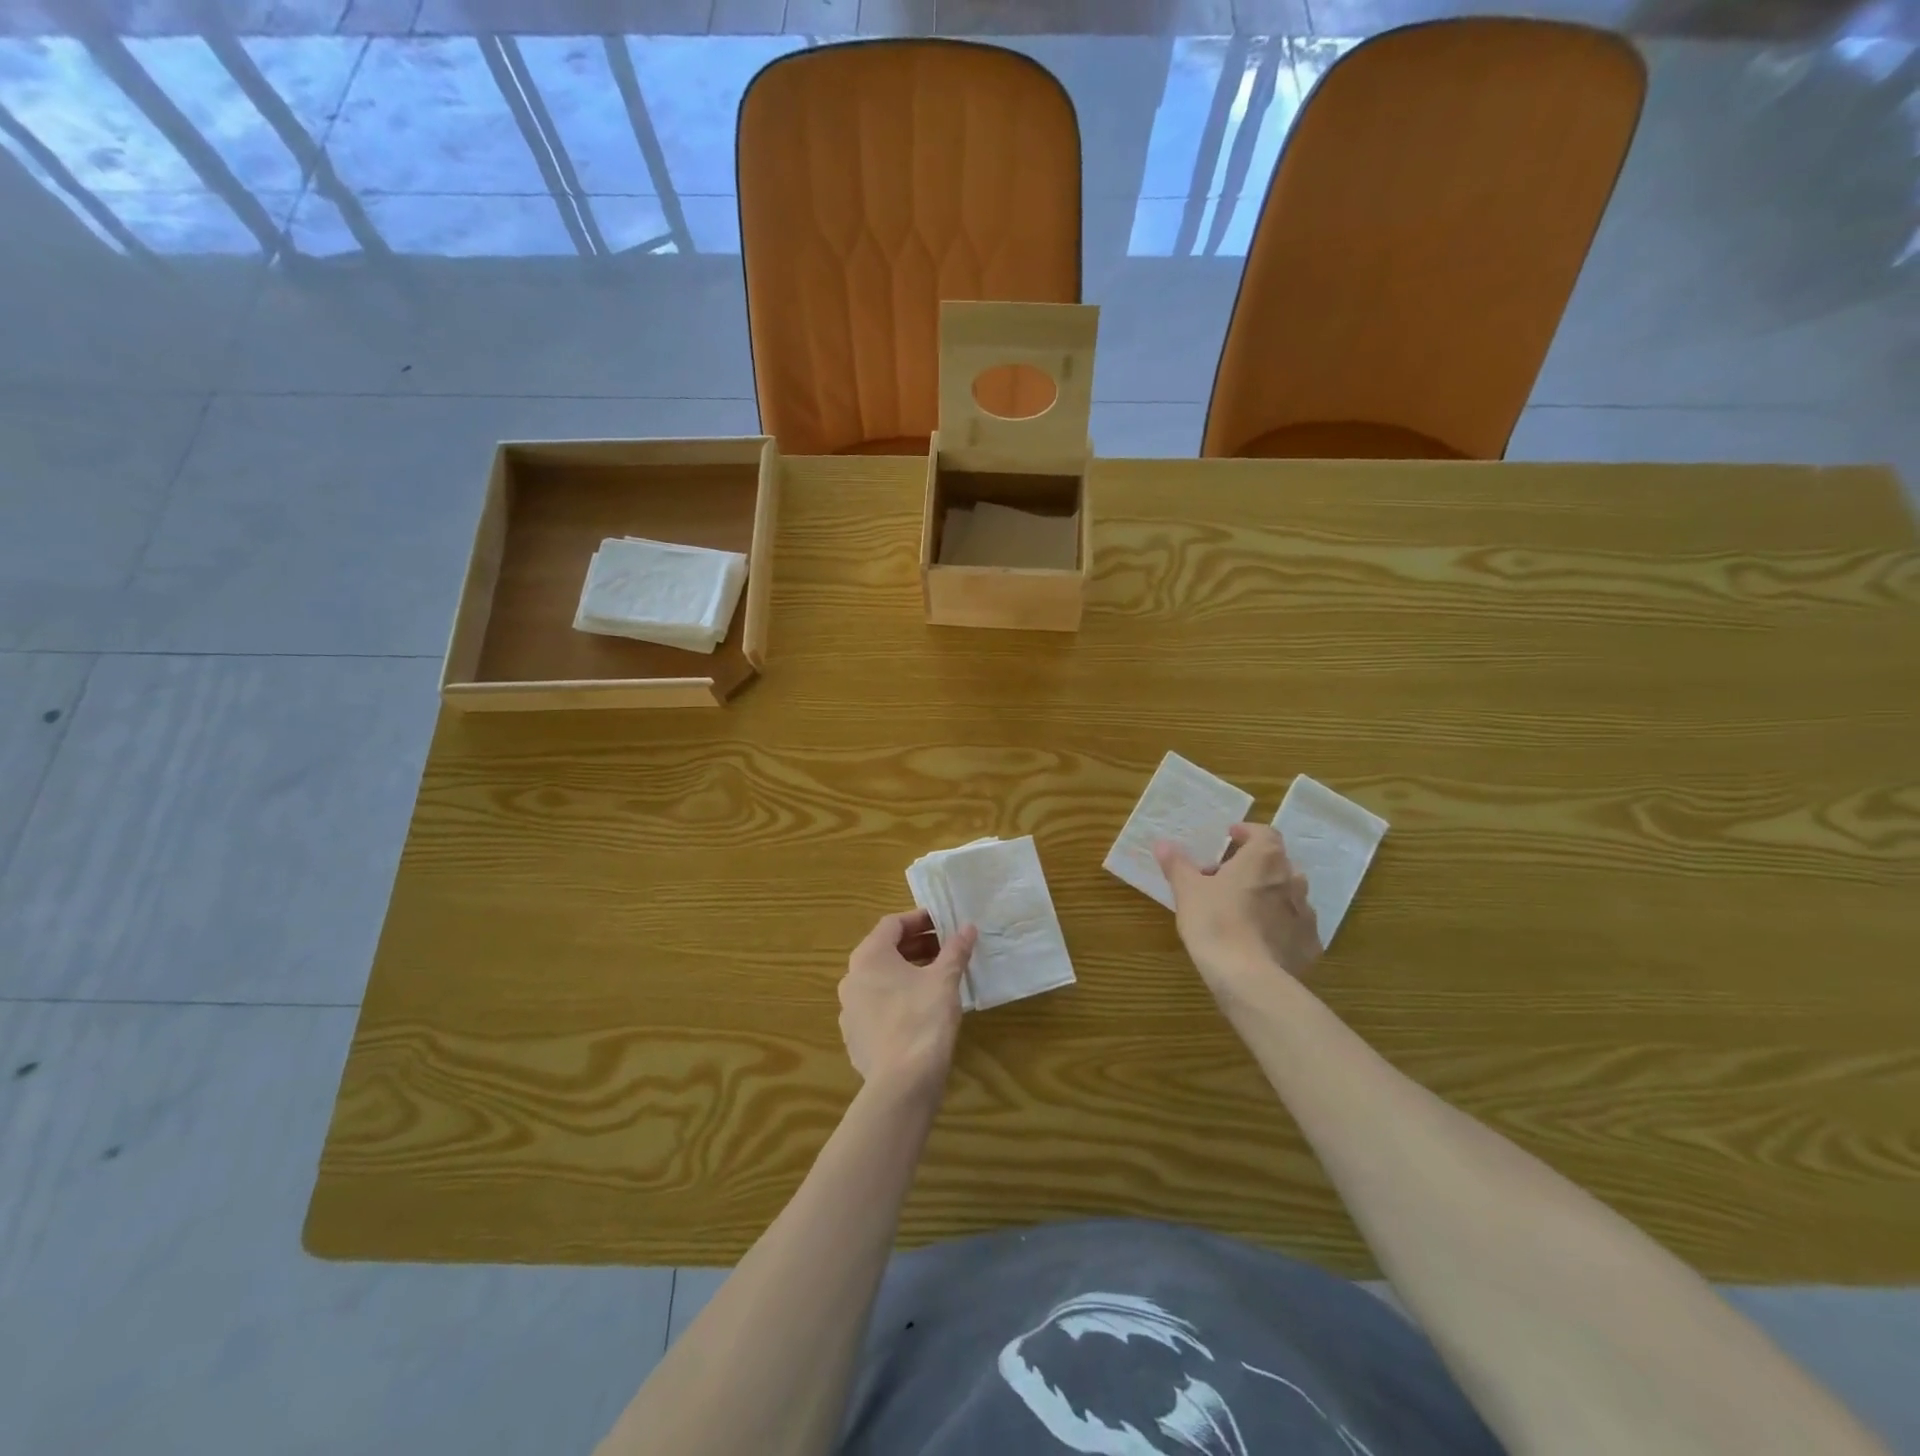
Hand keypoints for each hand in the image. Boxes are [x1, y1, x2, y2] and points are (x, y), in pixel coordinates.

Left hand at [838, 910, 977, 1094]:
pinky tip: (919, 1009)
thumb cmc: (923, 1019)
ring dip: (906, 972)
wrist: (902, 1083)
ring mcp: (849, 1010)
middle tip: (945, 948)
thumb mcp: (945, 980)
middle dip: (915, 946)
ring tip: (936, 976)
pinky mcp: (854, 1036)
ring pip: (879, 980)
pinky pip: (876, 1006)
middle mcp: (851, 978)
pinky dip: (896, 998)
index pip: (892, 924)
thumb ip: (955, 950)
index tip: (943, 922)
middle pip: (884, 951)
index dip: (919, 919)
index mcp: (869, 957)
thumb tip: (968, 928)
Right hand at [1154, 824, 1321, 993]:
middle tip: (1228, 878)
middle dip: (1255, 867)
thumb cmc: (1215, 921)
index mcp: (1265, 859)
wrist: (1247, 977)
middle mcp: (1292, 879)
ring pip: (1288, 895)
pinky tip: (1261, 939)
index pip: (1264, 833)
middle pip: (1277, 863)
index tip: (1230, 838)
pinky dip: (1281, 926)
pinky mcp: (1309, 944)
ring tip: (1245, 909)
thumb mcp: (1187, 890)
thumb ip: (1177, 864)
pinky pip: (1295, 926)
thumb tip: (1162, 843)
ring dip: (1270, 895)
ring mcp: (1306, 913)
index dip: (1247, 833)